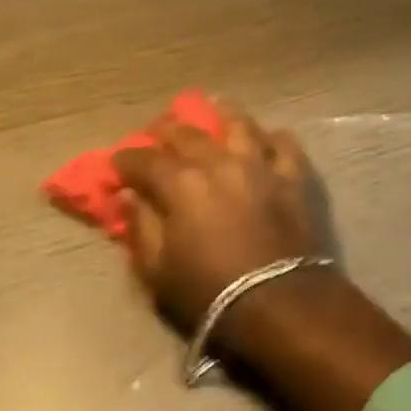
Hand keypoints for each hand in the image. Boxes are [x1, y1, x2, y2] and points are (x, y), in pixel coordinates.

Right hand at [114, 102, 330, 335]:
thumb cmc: (210, 293)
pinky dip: (274, 138)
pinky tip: (269, 137)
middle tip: (157, 130)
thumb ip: (141, 228)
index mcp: (181, 184)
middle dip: (167, 130)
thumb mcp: (158, 271)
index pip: (144, 161)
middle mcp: (219, 162)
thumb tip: (129, 197)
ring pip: (240, 125)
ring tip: (216, 107)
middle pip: (188, 134)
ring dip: (223, 114)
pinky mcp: (293, 177)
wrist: (280, 304)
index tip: (117, 163)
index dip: (126, 160)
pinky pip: (285, 146)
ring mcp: (260, 165)